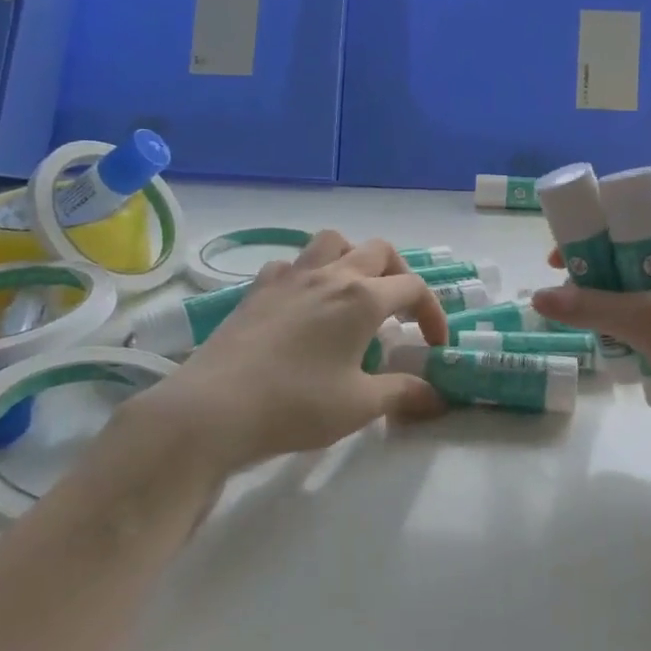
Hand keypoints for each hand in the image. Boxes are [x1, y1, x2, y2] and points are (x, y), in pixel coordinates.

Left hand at [121, 231, 449, 475]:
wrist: (213, 409)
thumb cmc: (295, 405)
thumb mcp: (359, 406)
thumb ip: (402, 393)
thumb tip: (436, 396)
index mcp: (362, 299)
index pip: (413, 288)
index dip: (433, 313)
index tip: (435, 346)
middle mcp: (330, 275)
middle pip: (379, 251)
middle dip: (400, 275)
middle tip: (400, 311)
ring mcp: (290, 277)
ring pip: (333, 242)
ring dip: (354, 258)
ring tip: (355, 292)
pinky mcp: (258, 288)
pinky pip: (292, 264)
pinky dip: (308, 274)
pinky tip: (304, 304)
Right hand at [530, 222, 650, 467]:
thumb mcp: (647, 320)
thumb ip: (589, 306)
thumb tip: (537, 298)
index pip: (634, 220)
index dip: (594, 234)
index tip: (559, 260)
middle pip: (636, 257)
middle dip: (599, 276)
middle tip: (569, 298)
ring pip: (646, 293)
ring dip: (616, 308)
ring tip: (590, 328)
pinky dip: (638, 332)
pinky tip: (621, 352)